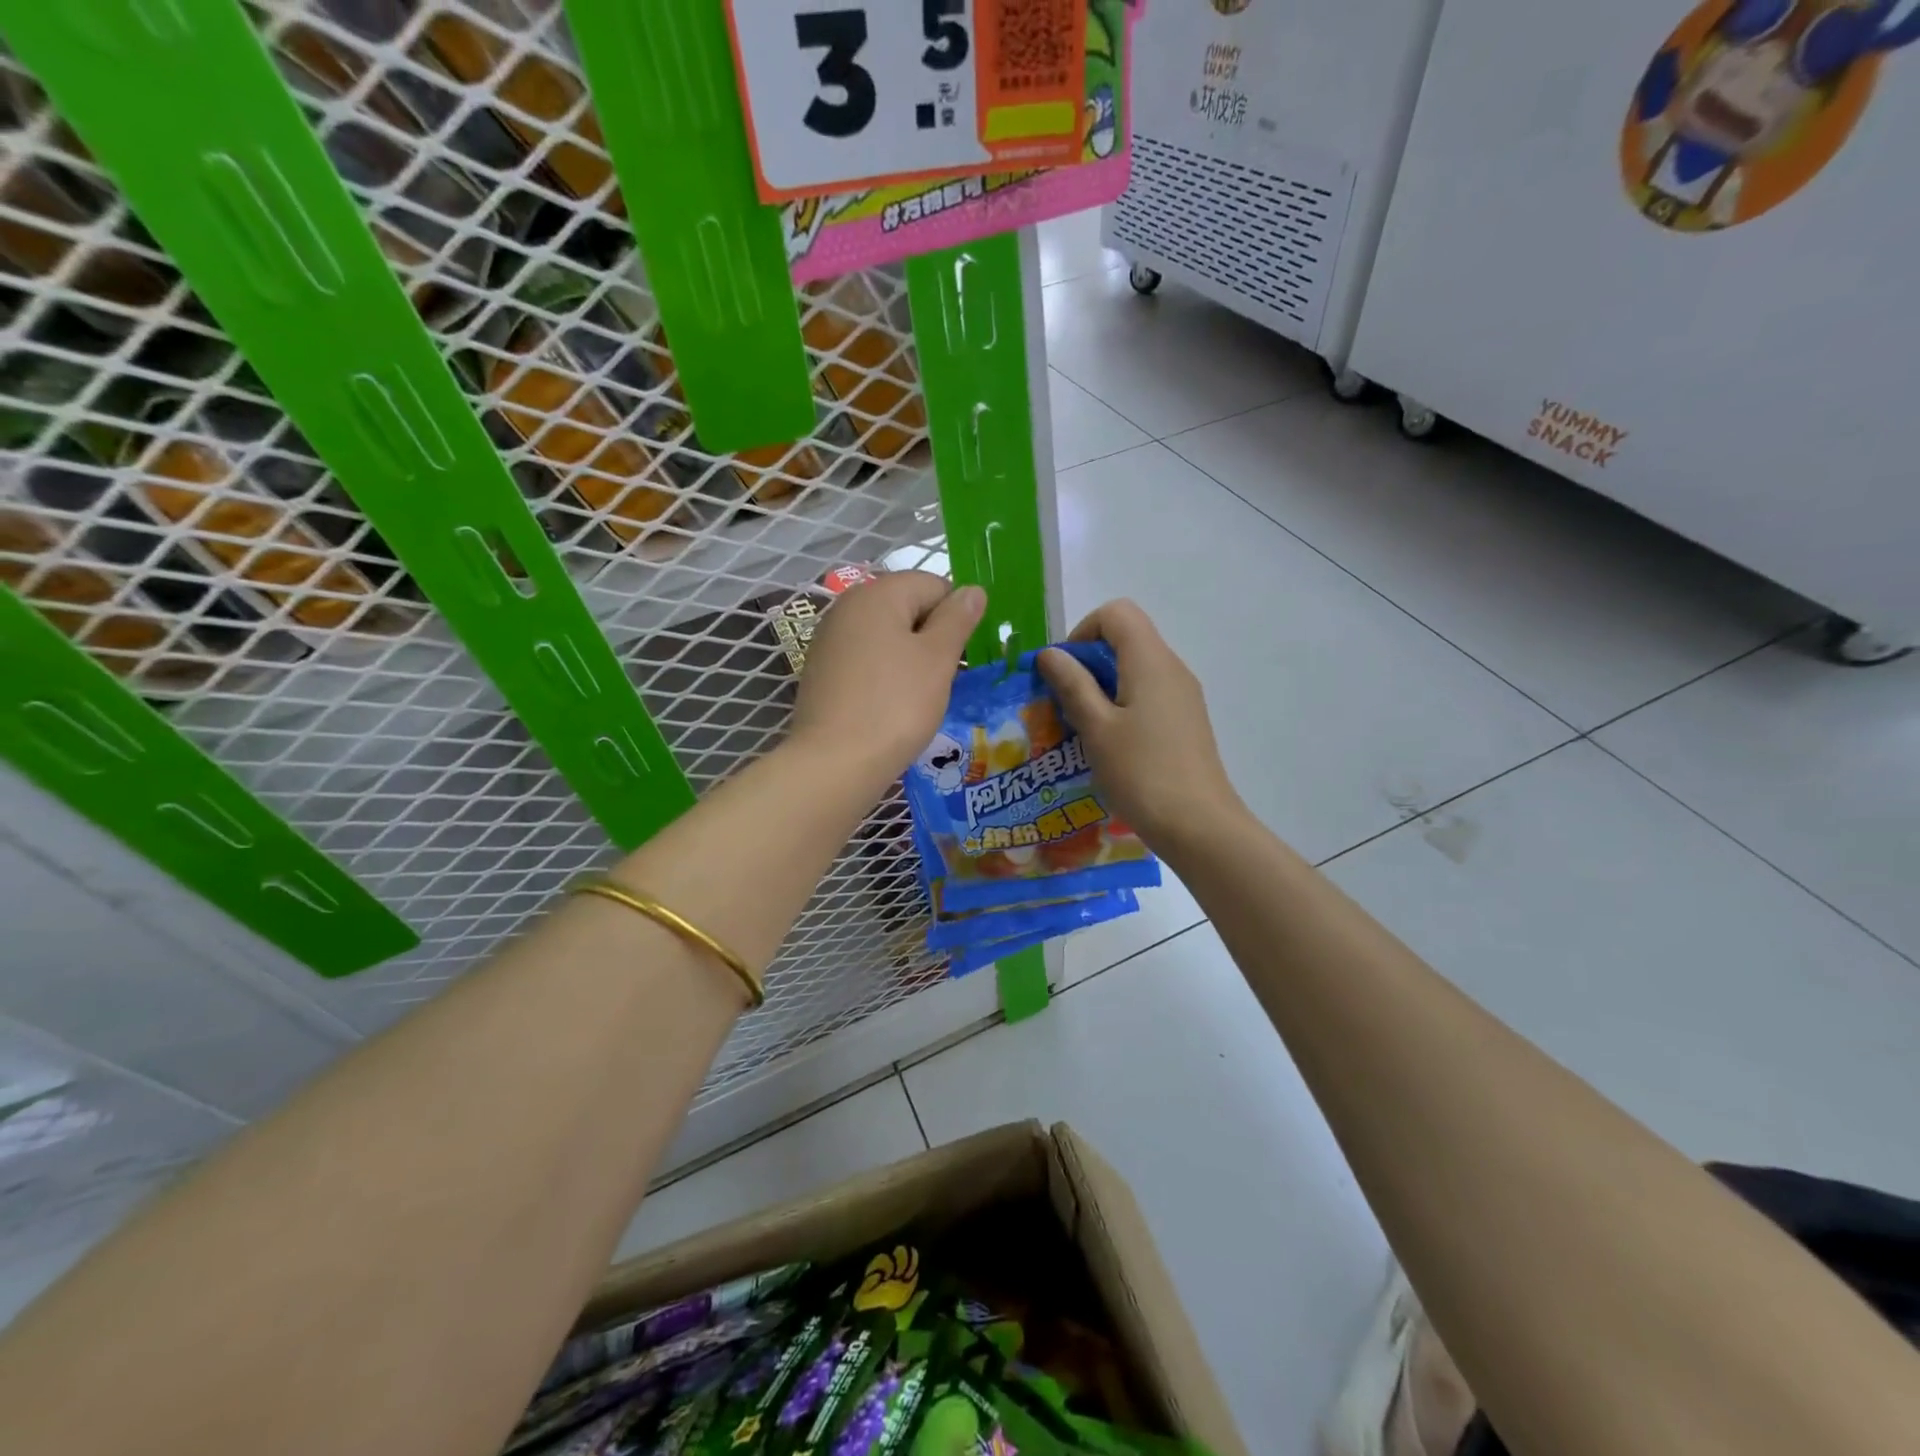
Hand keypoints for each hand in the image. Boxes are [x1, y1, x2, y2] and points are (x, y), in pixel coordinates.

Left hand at [790, 572, 984, 784]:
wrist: (835, 762)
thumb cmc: (895, 705)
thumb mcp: (938, 658)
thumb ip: (957, 618)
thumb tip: (972, 589)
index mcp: (878, 593)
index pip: (934, 584)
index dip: (957, 615)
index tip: (963, 654)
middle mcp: (848, 606)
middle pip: (907, 607)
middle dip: (933, 637)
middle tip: (944, 677)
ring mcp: (830, 639)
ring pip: (887, 636)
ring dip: (910, 658)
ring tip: (920, 695)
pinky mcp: (822, 671)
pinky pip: (866, 659)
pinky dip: (885, 674)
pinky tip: (891, 705)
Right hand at [1038, 600, 1244, 851]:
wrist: (1198, 825)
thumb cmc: (1141, 773)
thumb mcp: (1096, 728)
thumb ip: (1072, 684)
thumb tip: (1051, 653)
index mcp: (1150, 661)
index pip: (1117, 613)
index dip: (1083, 631)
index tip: (1064, 671)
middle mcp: (1172, 669)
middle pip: (1127, 638)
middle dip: (1088, 662)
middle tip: (1064, 703)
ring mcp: (1183, 696)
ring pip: (1136, 669)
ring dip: (1103, 687)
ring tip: (1081, 727)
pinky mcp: (1186, 721)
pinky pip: (1148, 695)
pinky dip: (1122, 705)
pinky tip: (1109, 744)